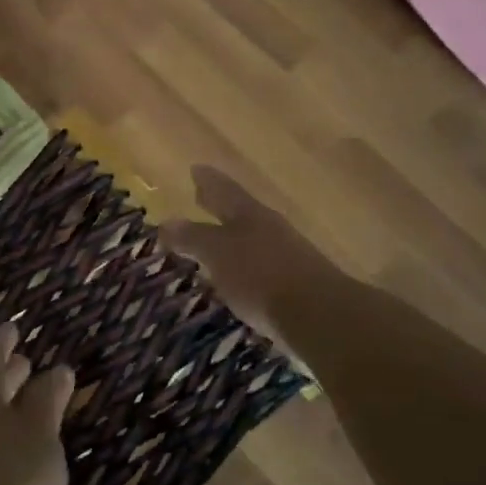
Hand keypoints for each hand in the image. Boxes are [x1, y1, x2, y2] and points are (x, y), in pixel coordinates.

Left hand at [0, 324, 74, 484]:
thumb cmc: (17, 475)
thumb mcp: (41, 429)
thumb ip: (49, 397)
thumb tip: (58, 369)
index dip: (1, 343)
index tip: (13, 327)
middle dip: (7, 375)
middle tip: (25, 360)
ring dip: (11, 406)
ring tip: (37, 399)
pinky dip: (15, 434)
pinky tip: (34, 444)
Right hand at [161, 165, 346, 354]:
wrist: (319, 315)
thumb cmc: (261, 276)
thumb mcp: (219, 254)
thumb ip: (193, 238)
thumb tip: (166, 222)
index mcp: (249, 214)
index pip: (224, 190)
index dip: (208, 181)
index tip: (196, 169)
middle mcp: (270, 228)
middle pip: (240, 210)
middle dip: (219, 205)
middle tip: (201, 196)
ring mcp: (287, 254)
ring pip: (252, 236)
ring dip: (233, 235)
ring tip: (215, 240)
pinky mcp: (296, 283)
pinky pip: (262, 265)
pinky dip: (246, 264)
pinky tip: (239, 276)